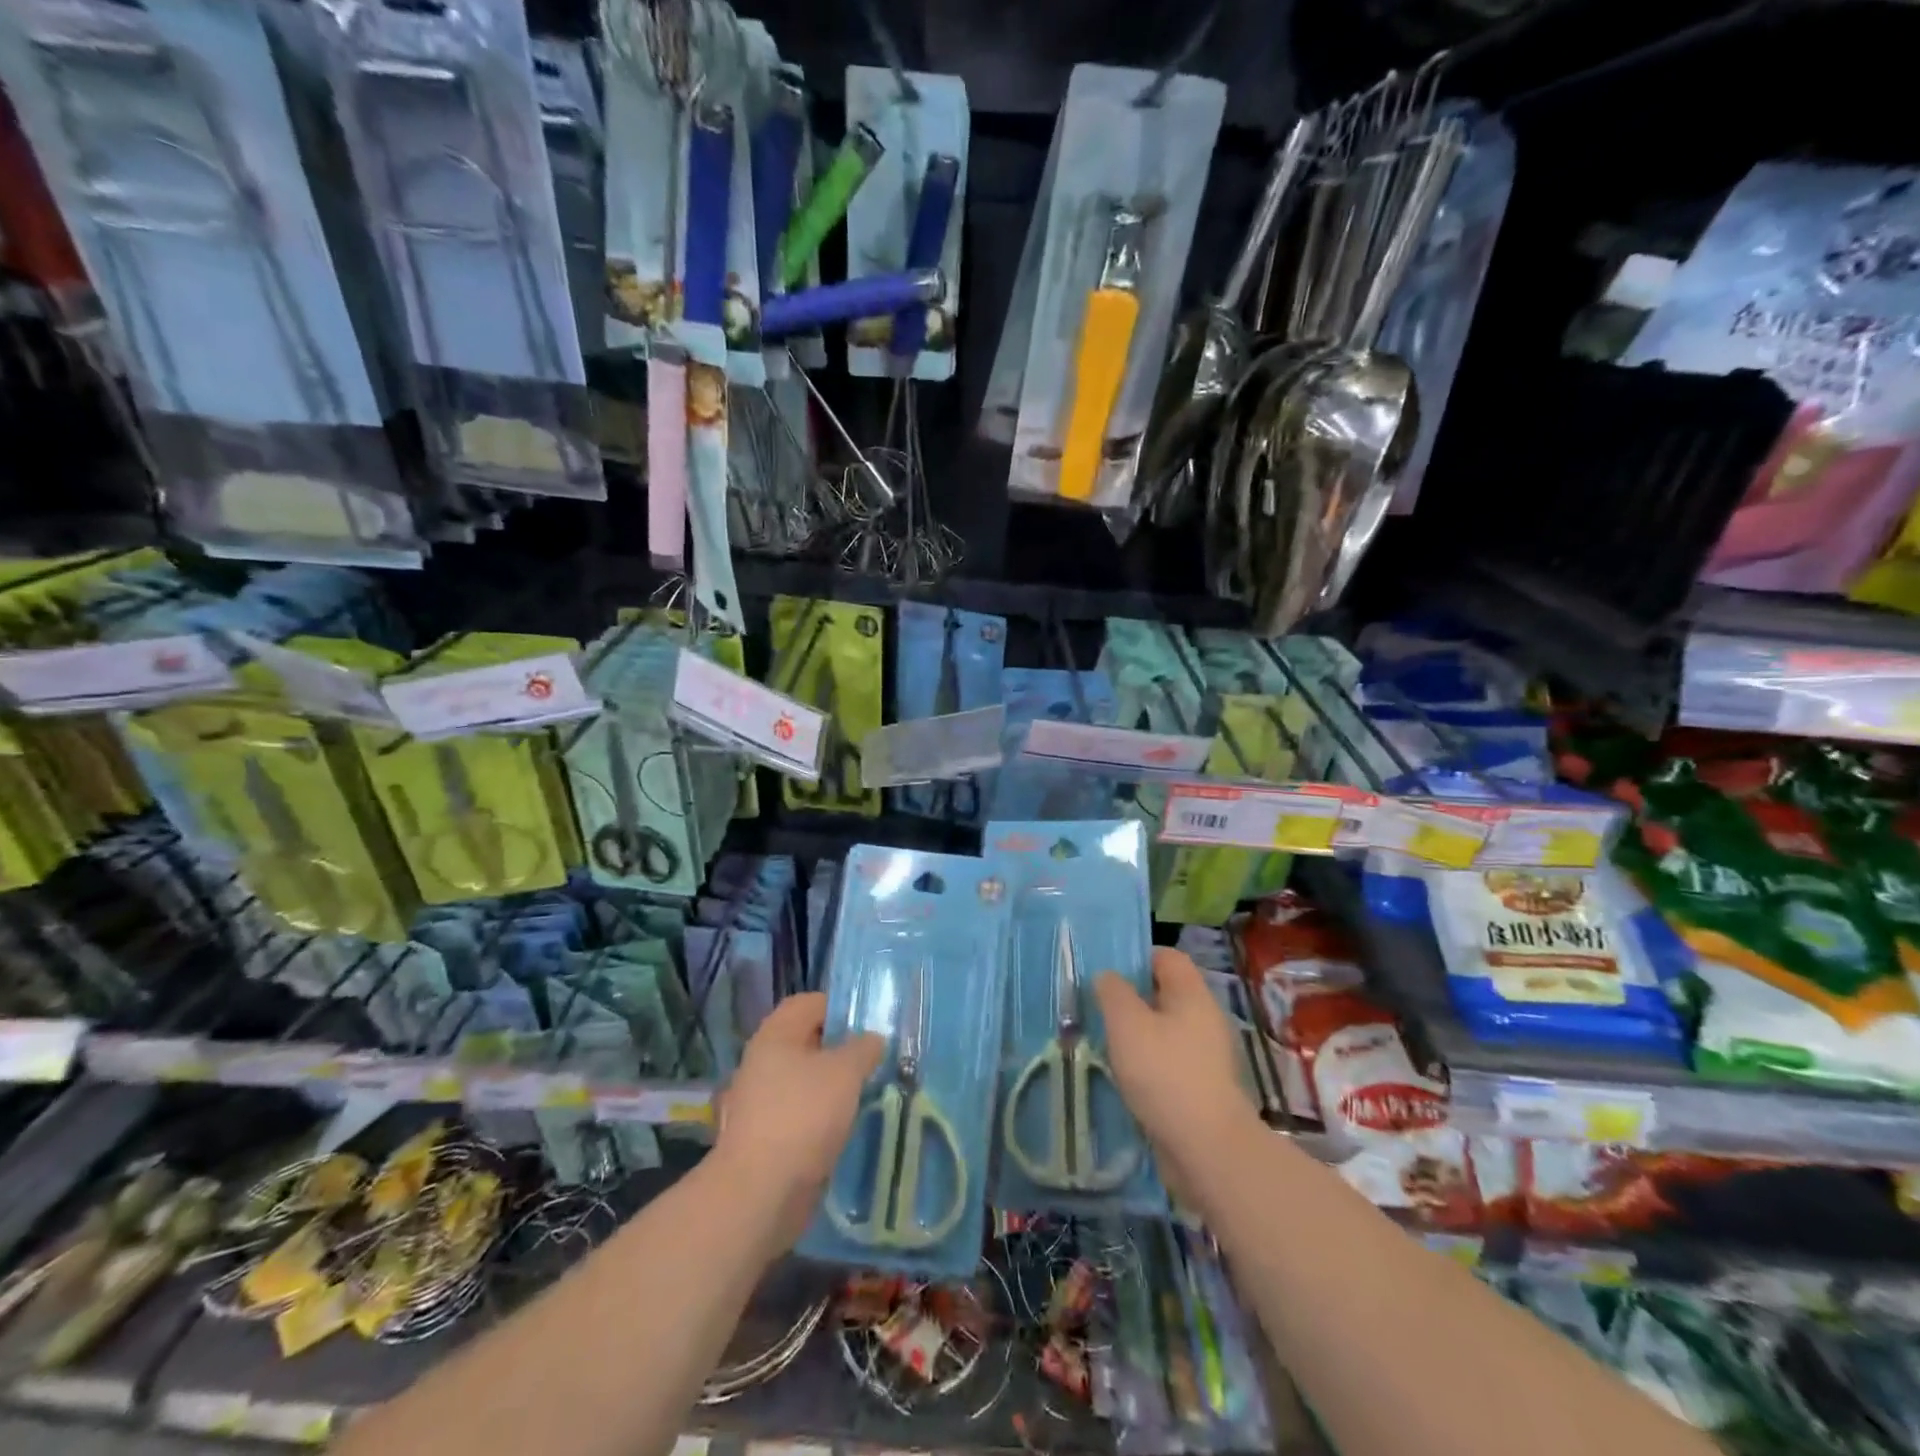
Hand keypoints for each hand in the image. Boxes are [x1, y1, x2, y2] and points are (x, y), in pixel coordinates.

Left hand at [713, 993, 882, 1251]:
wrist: (760, 1192)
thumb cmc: (803, 1115)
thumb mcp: (845, 1071)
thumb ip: (863, 1048)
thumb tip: (872, 1039)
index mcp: (776, 1035)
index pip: (809, 1003)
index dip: (840, 1006)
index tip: (871, 1022)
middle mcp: (763, 1062)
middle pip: (808, 1042)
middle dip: (842, 1048)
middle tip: (877, 1057)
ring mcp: (762, 1101)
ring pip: (807, 1080)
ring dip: (835, 1085)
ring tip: (870, 1091)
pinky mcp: (767, 1136)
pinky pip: (802, 1113)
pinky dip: (824, 1116)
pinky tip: (849, 1125)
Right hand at [1095, 948, 1261, 1209]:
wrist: (1207, 1148)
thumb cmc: (1164, 1073)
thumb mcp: (1126, 1023)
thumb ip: (1112, 992)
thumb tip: (1108, 977)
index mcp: (1192, 994)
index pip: (1167, 957)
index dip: (1137, 958)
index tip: (1107, 974)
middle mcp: (1206, 1018)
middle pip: (1166, 994)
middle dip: (1133, 999)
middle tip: (1100, 1009)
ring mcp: (1208, 1055)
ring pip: (1167, 1030)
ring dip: (1139, 1035)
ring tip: (1107, 1044)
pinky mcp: (1204, 1087)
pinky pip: (1171, 1062)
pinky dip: (1150, 1065)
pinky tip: (1127, 1078)